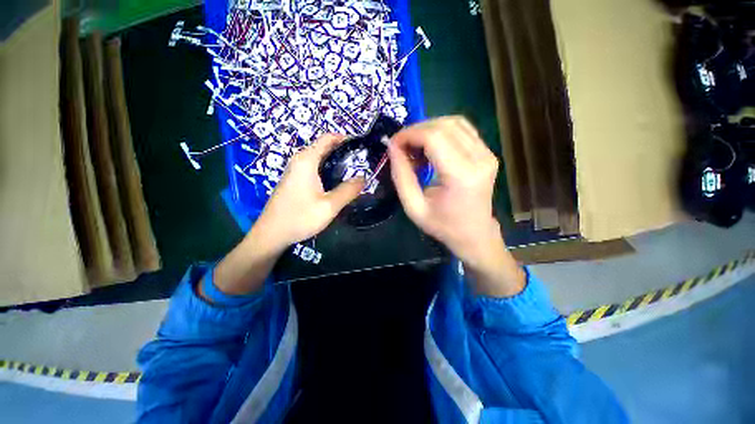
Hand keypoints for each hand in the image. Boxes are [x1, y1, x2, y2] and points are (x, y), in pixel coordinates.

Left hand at [209, 134, 364, 296]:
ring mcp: (295, 170)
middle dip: (343, 151)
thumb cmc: (300, 217)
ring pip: (320, 159)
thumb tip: (364, 178)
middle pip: (324, 147)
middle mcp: (300, 160)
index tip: (361, 146)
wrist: (272, 234)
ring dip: (336, 162)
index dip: (345, 138)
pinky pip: (314, 168)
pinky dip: (328, 170)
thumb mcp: (329, 206)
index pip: (328, 138)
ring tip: (354, 172)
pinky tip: (337, 182)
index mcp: (307, 160)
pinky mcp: (294, 180)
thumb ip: (348, 191)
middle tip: (362, 162)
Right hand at [389, 116, 524, 296]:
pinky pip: (463, 129)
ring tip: (415, 148)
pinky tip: (431, 147)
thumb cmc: (443, 226)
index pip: (434, 137)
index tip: (393, 145)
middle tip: (401, 147)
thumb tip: (392, 147)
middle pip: (443, 126)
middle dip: (416, 131)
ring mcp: (487, 153)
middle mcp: (480, 158)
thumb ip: (401, 176)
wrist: (475, 235)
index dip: (409, 135)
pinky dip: (441, 131)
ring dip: (428, 129)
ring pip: (454, 122)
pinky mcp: (487, 153)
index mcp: (461, 175)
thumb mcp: (414, 207)